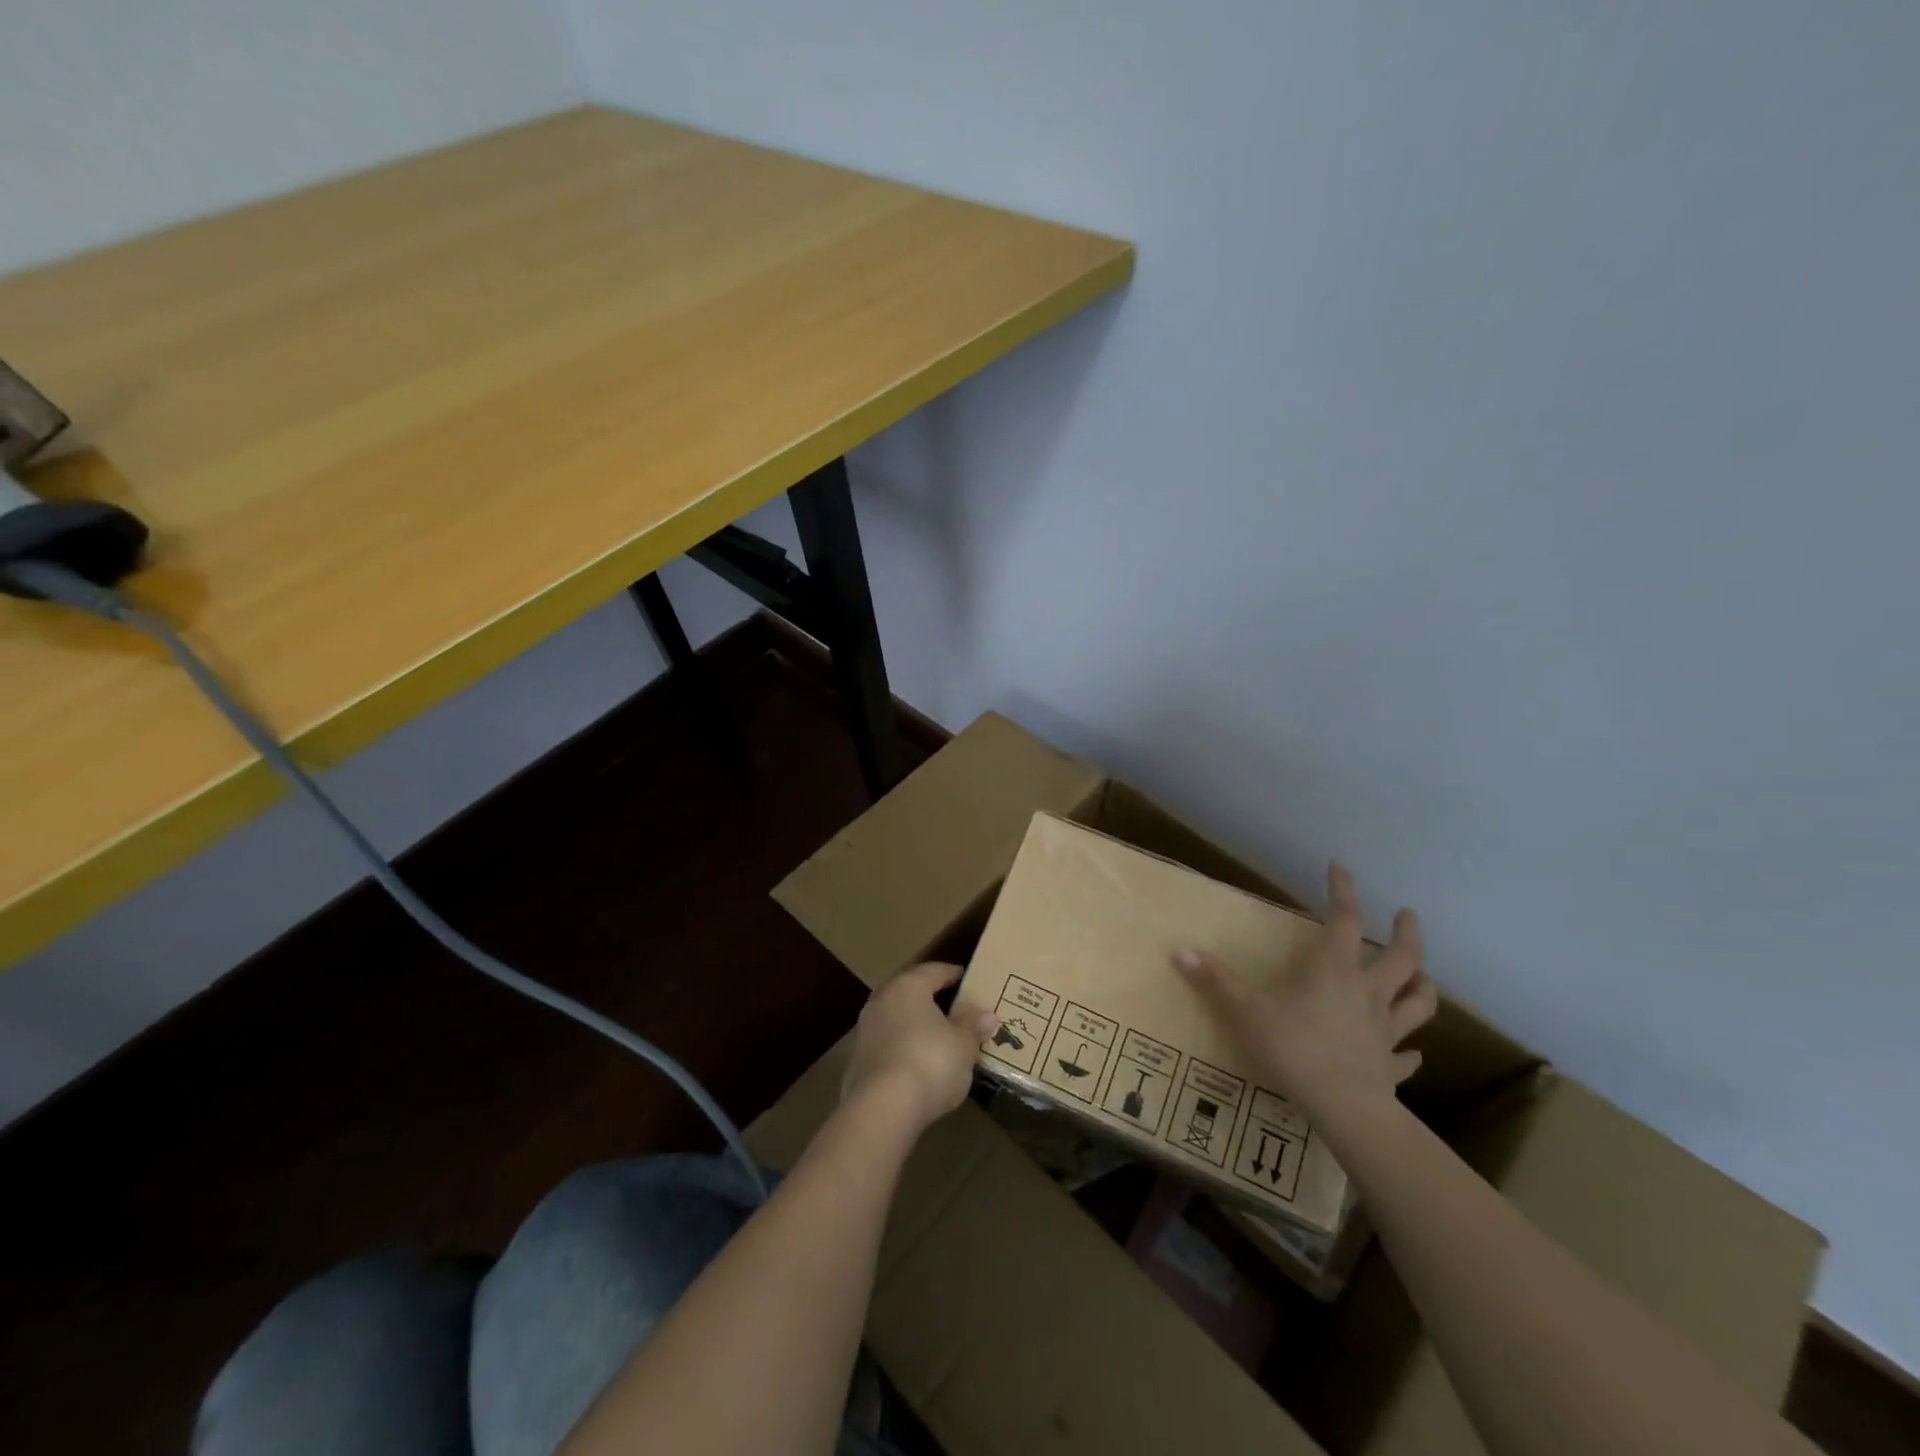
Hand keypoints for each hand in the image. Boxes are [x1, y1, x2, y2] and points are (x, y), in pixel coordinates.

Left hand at [842, 963, 998, 1133]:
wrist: (882, 1109)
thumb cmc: (930, 1062)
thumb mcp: (963, 1045)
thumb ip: (973, 1026)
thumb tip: (987, 1015)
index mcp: (908, 987)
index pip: (933, 971)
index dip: (951, 974)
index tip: (966, 978)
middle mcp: (882, 1001)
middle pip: (910, 993)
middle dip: (931, 1000)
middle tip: (953, 1007)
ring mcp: (865, 1032)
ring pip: (896, 1020)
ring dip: (915, 1026)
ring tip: (938, 1037)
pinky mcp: (858, 1063)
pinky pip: (888, 1046)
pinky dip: (904, 1049)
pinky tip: (918, 1064)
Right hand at [1175, 862, 1437, 1123]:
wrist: (1343, 1109)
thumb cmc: (1293, 1049)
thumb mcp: (1245, 1010)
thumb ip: (1215, 980)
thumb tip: (1180, 951)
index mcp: (1334, 970)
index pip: (1344, 919)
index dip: (1343, 890)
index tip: (1340, 866)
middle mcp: (1367, 992)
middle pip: (1401, 957)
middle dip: (1406, 932)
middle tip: (1407, 915)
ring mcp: (1385, 1031)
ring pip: (1419, 1001)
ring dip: (1423, 984)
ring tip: (1423, 974)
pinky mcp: (1391, 1066)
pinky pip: (1407, 1056)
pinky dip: (1411, 1052)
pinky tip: (1411, 1052)